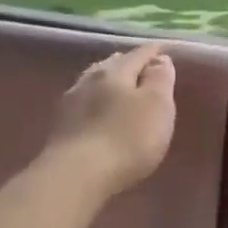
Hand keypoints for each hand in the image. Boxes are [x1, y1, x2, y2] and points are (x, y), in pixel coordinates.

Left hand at [43, 43, 178, 196]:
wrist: (75, 176)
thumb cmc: (126, 138)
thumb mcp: (157, 106)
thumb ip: (160, 79)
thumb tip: (160, 59)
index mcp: (116, 71)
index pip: (140, 53)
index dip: (156, 52)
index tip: (167, 51)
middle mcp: (90, 79)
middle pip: (114, 64)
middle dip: (130, 64)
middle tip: (145, 71)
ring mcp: (70, 102)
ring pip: (94, 83)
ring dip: (109, 84)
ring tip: (122, 92)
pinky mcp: (60, 127)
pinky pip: (84, 104)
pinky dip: (96, 104)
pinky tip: (99, 115)